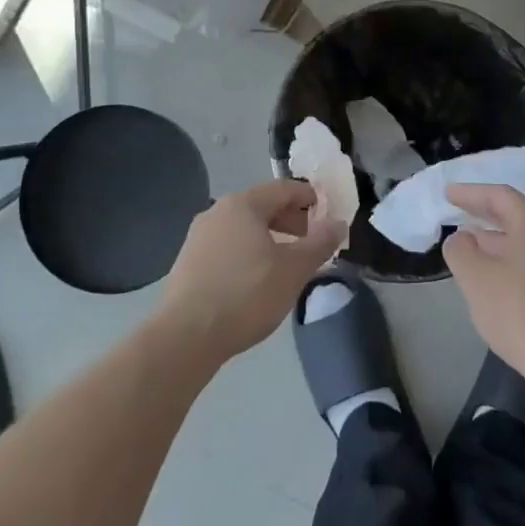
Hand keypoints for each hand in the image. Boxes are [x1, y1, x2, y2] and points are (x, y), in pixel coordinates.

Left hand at [158, 180, 342, 362]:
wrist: (186, 336)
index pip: (284, 188)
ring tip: (287, 263)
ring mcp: (198, 237)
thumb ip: (320, 243)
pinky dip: (249, 252)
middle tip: (311, 242)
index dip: (310, 198)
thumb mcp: (294, 270)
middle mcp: (217, 212)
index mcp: (243, 205)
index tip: (328, 215)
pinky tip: (257, 279)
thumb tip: (338, 223)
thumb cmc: (246, 295)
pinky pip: (227, 246)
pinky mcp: (188, 262)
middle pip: (262, 206)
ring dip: (270, 238)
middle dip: (291, 220)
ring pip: (244, 227)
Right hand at [442, 184, 524, 395]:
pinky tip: (501, 282)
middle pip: (517, 216)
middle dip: (485, 216)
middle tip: (459, 215)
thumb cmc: (522, 314)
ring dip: (499, 242)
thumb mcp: (477, 280)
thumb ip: (461, 251)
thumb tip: (461, 239)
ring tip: (474, 249)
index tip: (448, 194)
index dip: (470, 193)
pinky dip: (515, 262)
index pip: (499, 196)